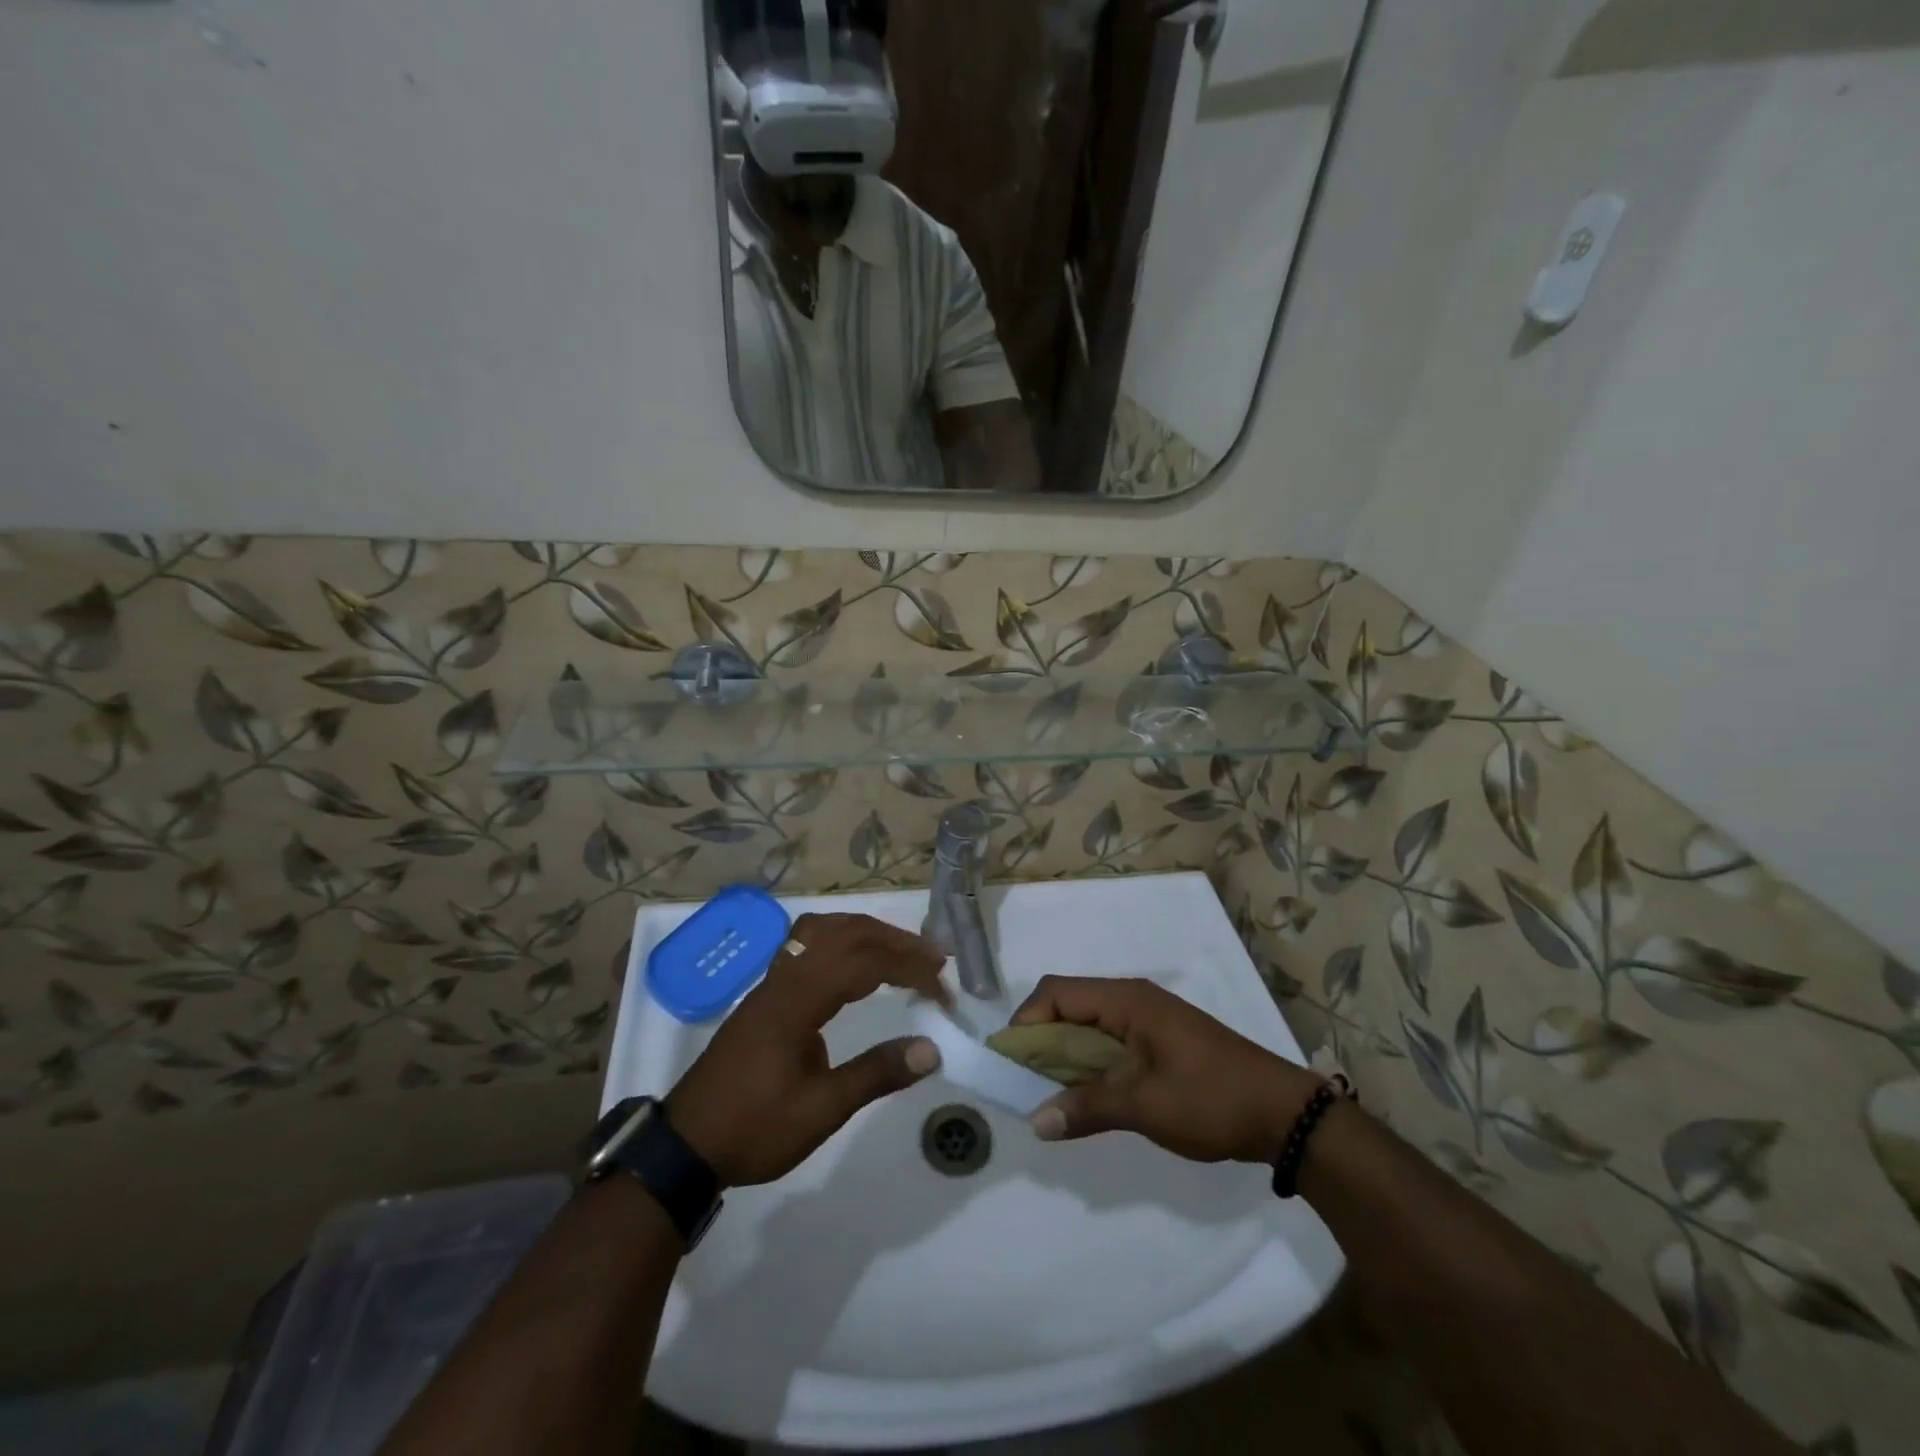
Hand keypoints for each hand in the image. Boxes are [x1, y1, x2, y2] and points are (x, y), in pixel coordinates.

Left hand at [667, 913, 947, 1186]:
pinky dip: (842, 941)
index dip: (910, 969)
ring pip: (823, 930)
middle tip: (934, 960)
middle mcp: (785, 978)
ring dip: (867, 933)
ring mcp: (771, 983)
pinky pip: (808, 944)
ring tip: (900, 951)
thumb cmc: (753, 1129)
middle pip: (846, 933)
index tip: (943, 991)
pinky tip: (855, 964)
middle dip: (895, 941)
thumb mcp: (820, 1111)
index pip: (865, 963)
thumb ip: (875, 1075)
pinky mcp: (765, 995)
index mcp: (798, 1000)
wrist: (685, 1146)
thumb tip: (932, 1049)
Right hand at [1010, 976, 1323, 1162]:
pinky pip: (1108, 1043)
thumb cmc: (1211, 1099)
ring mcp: (1147, 1020)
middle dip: (1039, 1042)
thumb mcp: (1144, 1106)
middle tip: (1022, 1085)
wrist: (1284, 1114)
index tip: (1010, 1065)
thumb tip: (1035, 1121)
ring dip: (1063, 1056)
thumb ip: (1086, 1108)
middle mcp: (1131, 1000)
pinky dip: (1088, 1064)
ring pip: (1087, 1026)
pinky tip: (1084, 1096)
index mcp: (1125, 1000)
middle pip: (1068, 1006)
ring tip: (1046, 1095)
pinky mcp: (1158, 1041)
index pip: (1057, 993)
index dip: (1026, 1022)